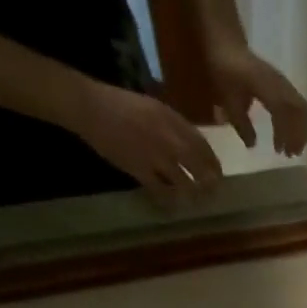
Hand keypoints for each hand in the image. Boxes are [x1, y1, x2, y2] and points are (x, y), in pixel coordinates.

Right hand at [68, 80, 222, 190]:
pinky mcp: (140, 169)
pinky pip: (161, 191)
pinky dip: (168, 199)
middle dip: (209, 183)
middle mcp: (169, 138)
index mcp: (172, 120)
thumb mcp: (153, 107)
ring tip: (195, 201)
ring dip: (192, 194)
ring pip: (184, 183)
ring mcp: (155, 155)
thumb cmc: (119, 104)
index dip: (213, 163)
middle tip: (212, 193)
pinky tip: (171, 204)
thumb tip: (193, 145)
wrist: (89, 106)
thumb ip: (174, 125)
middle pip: (199, 167)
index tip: (217, 174)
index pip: (203, 146)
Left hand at [208, 42, 306, 156]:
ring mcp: (284, 83)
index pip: (283, 114)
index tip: (279, 152)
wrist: (226, 42)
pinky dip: (299, 121)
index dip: (284, 134)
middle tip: (292, 154)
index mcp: (267, 88)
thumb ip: (241, 124)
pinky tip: (291, 131)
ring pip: (302, 108)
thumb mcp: (228, 99)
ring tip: (294, 146)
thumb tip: (253, 145)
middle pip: (300, 112)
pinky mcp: (284, 84)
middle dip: (299, 135)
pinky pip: (299, 104)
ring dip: (301, 129)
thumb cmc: (225, 70)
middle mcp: (280, 85)